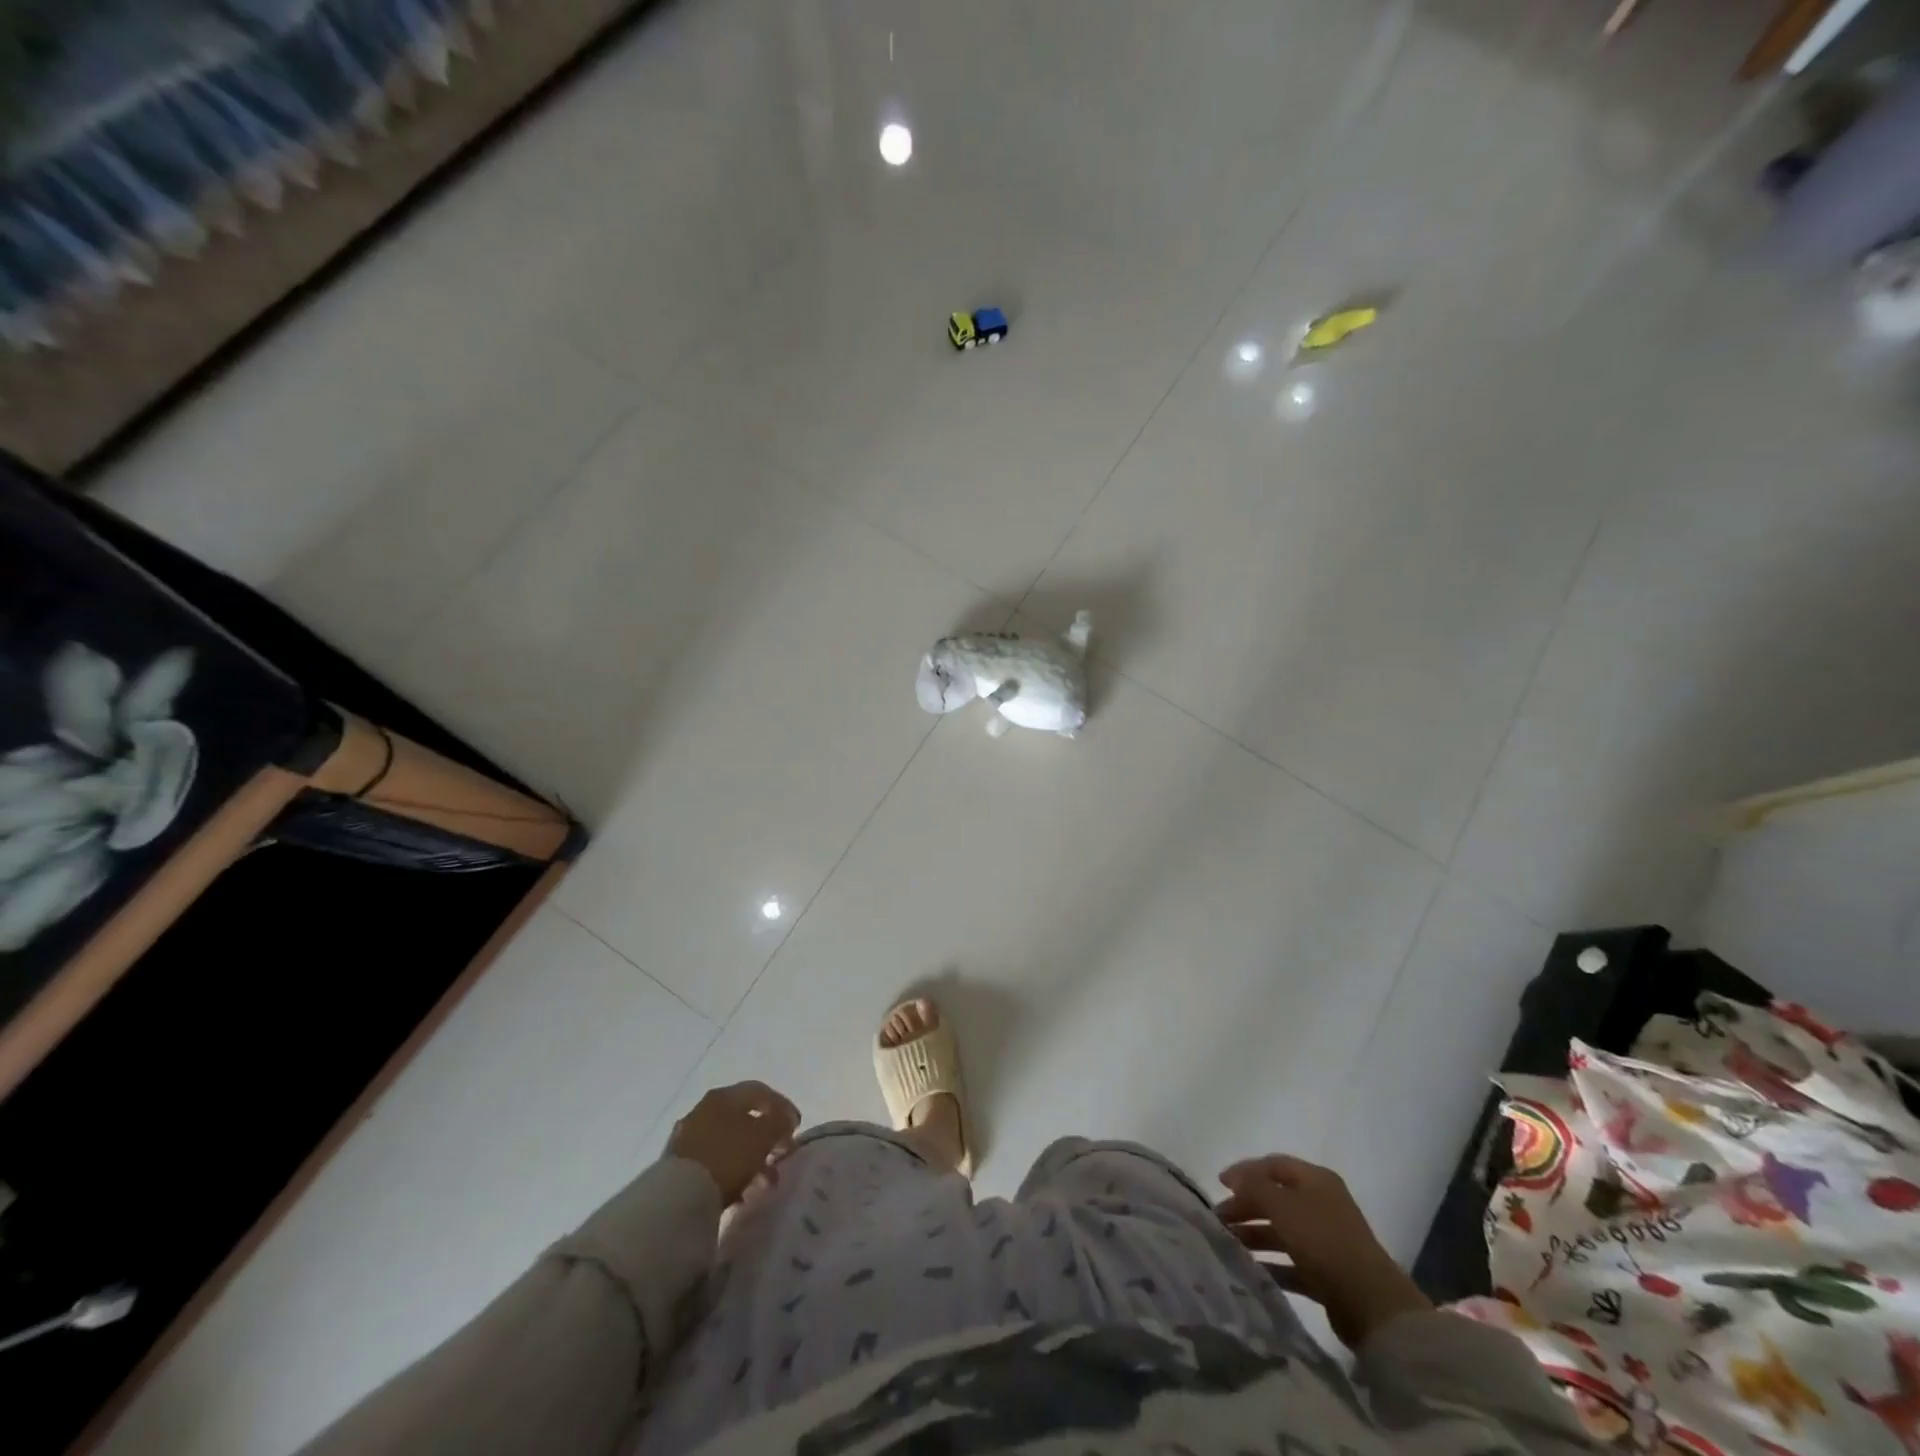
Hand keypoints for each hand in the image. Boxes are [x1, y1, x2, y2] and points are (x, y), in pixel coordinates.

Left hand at [667, 1082, 800, 1204]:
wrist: (677, 1198)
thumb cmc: (727, 1156)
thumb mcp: (763, 1136)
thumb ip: (779, 1122)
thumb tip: (786, 1119)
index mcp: (723, 1096)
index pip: (759, 1092)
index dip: (783, 1106)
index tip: (797, 1128)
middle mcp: (704, 1110)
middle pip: (744, 1118)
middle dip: (767, 1137)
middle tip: (781, 1155)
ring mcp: (689, 1137)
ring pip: (730, 1142)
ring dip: (751, 1159)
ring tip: (765, 1182)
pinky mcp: (679, 1165)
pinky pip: (715, 1162)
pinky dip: (733, 1172)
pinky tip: (742, 1192)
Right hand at [1216, 1154, 1431, 1350]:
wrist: (1371, 1303)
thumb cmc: (1323, 1240)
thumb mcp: (1282, 1205)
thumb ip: (1254, 1187)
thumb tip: (1235, 1177)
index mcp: (1316, 1180)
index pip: (1274, 1165)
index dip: (1245, 1171)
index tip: (1219, 1183)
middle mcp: (1322, 1204)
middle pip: (1276, 1198)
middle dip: (1246, 1206)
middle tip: (1219, 1219)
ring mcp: (1326, 1239)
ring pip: (1282, 1230)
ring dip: (1255, 1235)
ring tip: (1229, 1245)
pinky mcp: (1328, 1273)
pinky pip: (1292, 1262)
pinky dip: (1272, 1263)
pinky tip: (1251, 1270)